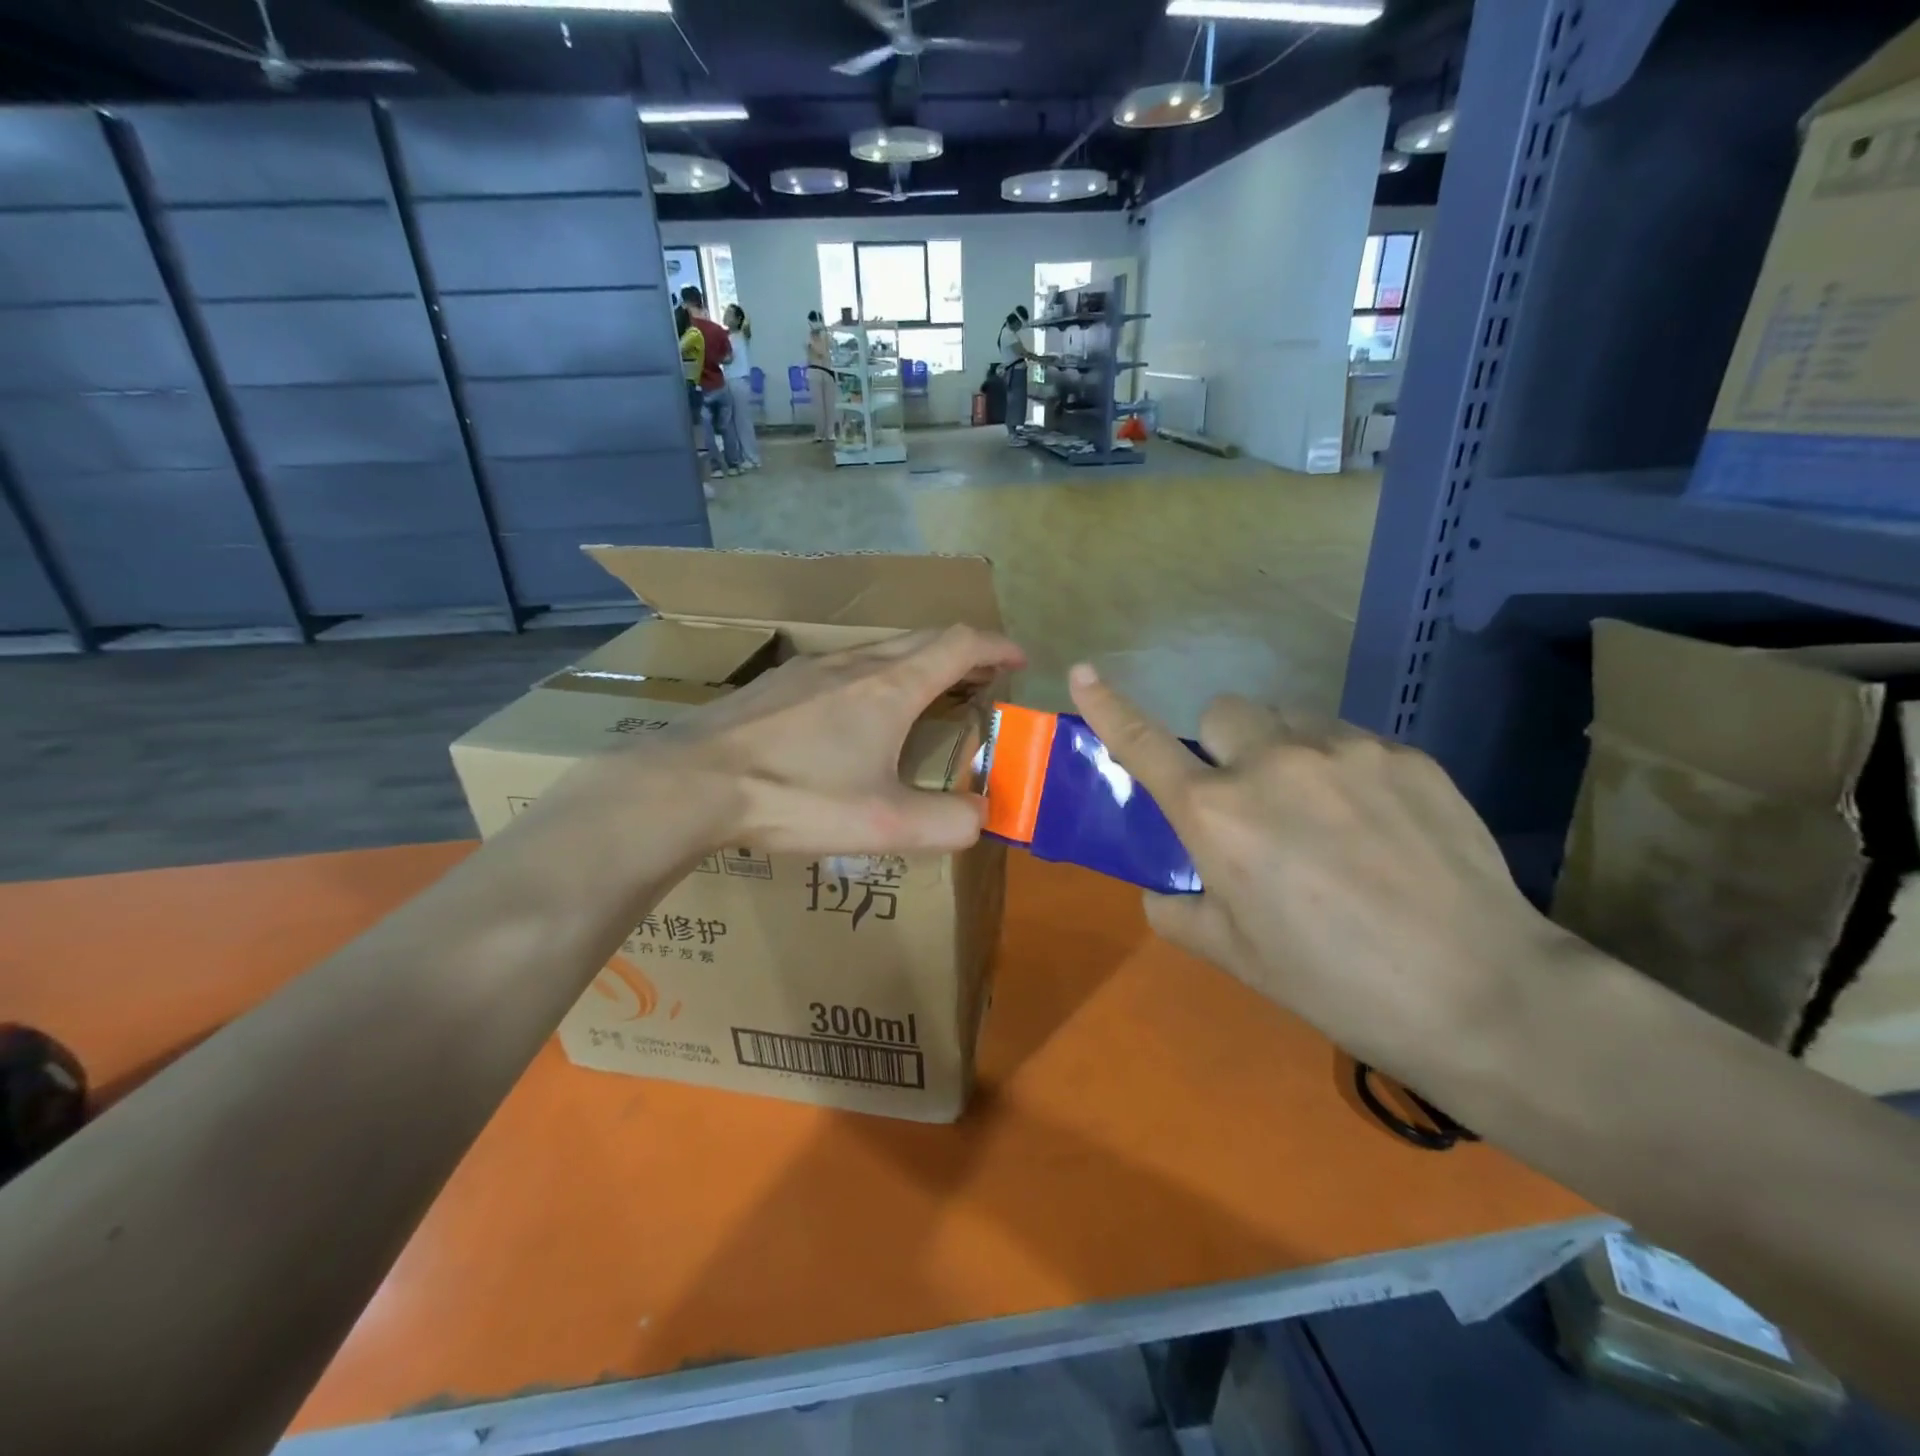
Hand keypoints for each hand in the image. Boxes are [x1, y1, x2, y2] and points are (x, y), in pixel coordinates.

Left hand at [653, 626, 1025, 856]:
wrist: (693, 783)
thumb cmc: (796, 796)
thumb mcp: (884, 823)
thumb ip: (948, 823)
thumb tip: (982, 816)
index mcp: (891, 686)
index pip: (960, 644)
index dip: (997, 647)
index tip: (1019, 658)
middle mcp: (855, 662)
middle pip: (923, 640)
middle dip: (963, 653)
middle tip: (982, 680)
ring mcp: (810, 668)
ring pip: (881, 650)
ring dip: (918, 663)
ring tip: (927, 695)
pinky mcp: (777, 684)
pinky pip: (844, 665)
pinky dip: (876, 675)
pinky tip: (856, 713)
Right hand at [1067, 666, 1570, 1085]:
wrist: (1481, 994)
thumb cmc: (1334, 982)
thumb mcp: (1234, 955)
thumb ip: (1178, 910)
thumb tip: (1164, 887)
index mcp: (1218, 814)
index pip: (1144, 744)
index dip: (1108, 707)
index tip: (1084, 673)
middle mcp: (1272, 764)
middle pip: (1222, 711)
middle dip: (1221, 746)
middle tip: (1249, 799)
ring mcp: (1344, 751)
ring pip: (1289, 719)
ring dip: (1282, 751)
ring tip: (1322, 812)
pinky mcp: (1405, 755)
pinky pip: (1349, 741)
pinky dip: (1341, 768)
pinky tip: (1379, 824)